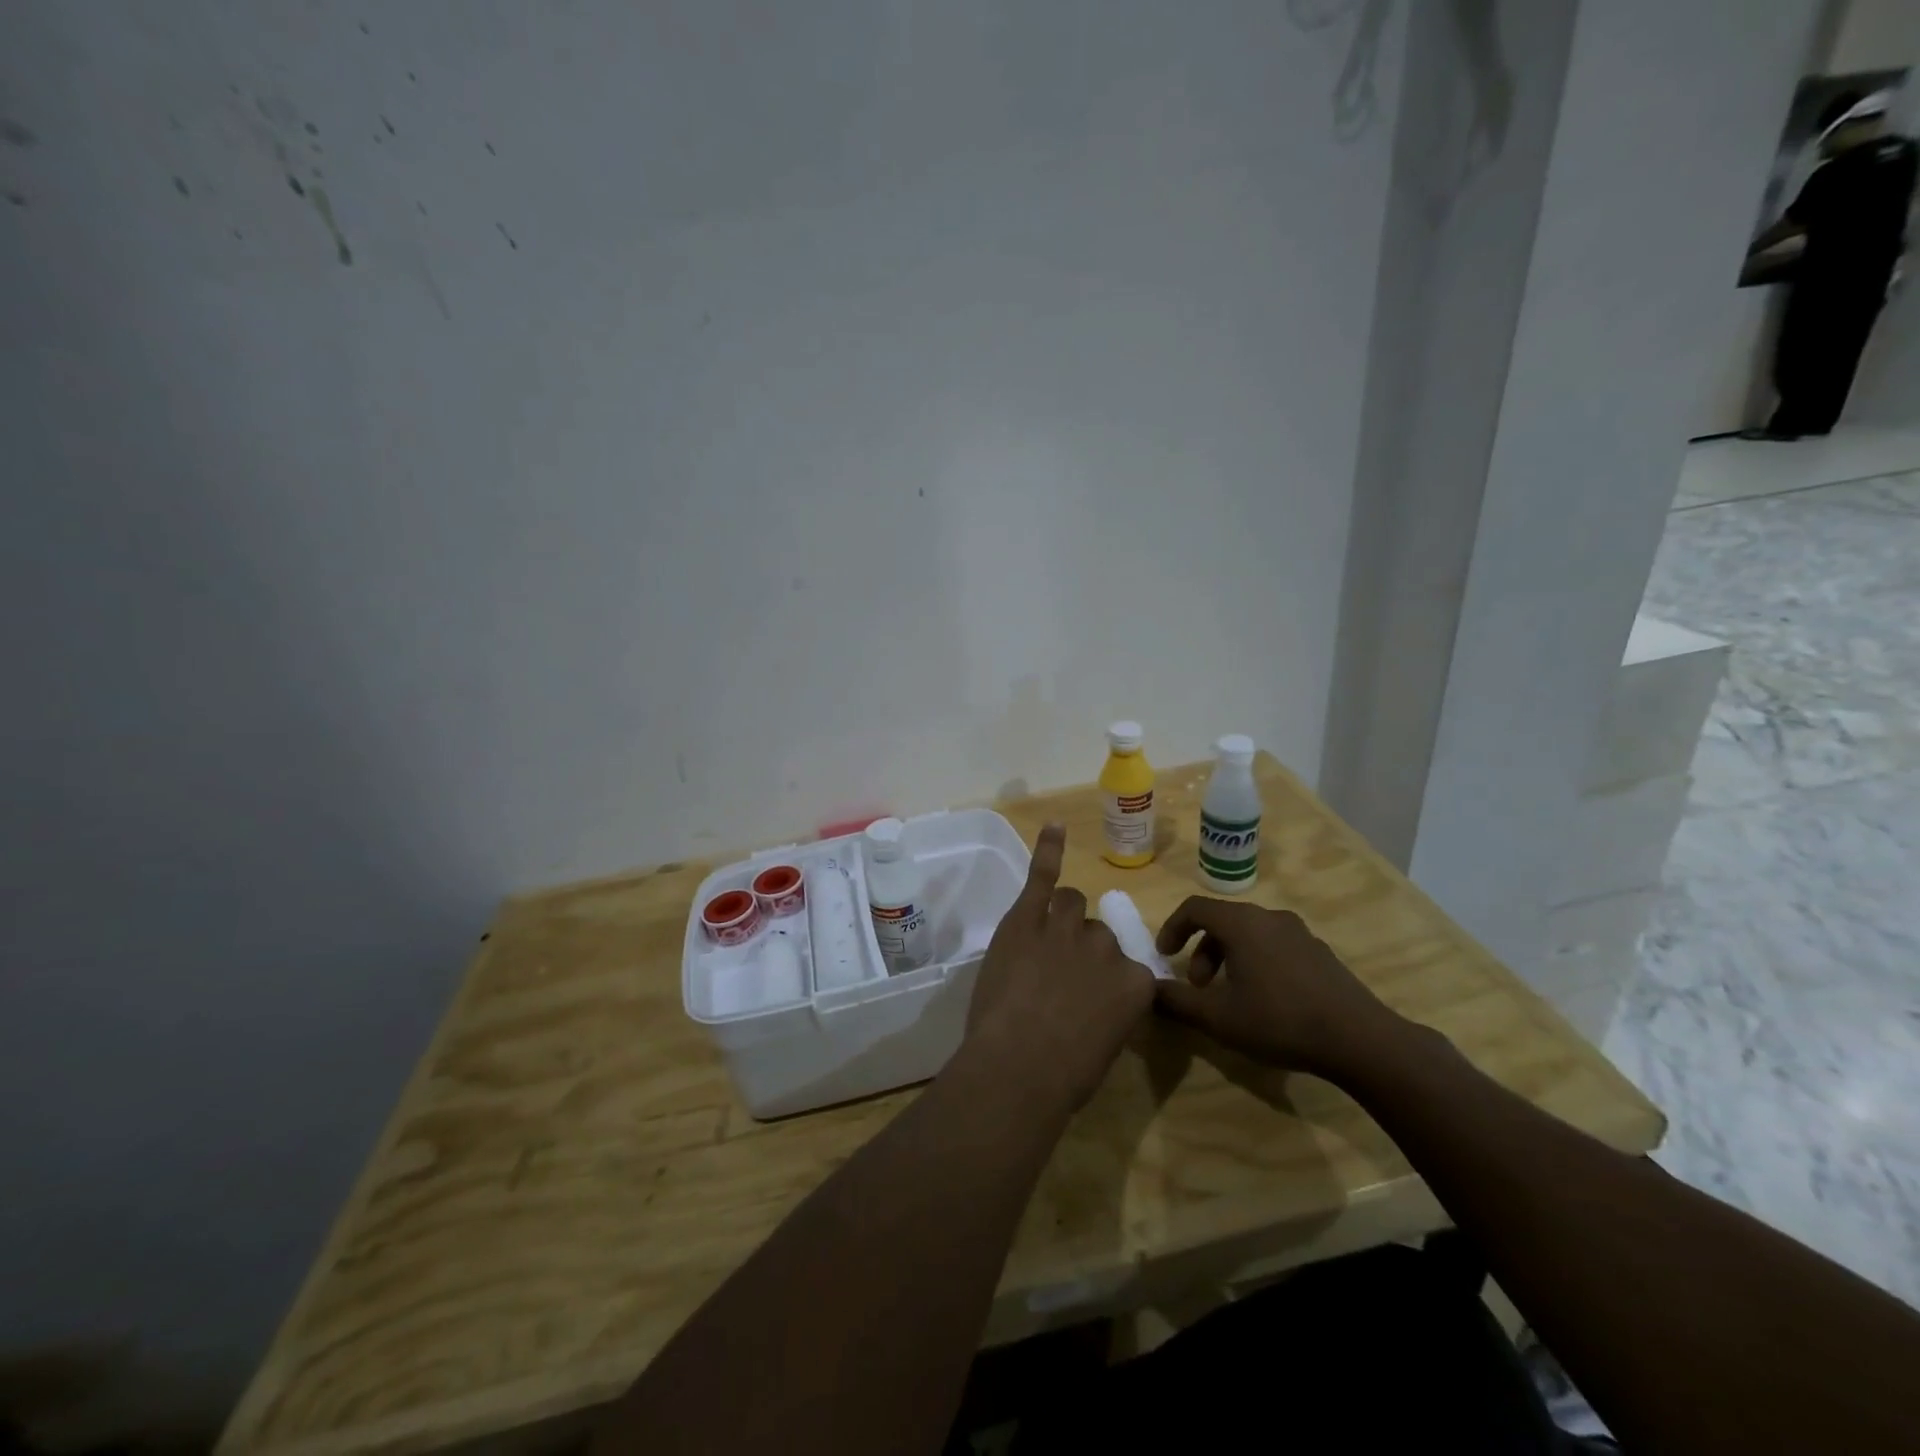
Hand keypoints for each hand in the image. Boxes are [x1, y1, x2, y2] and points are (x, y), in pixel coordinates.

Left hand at [964, 825, 1155, 1113]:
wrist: (1020, 1064)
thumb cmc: (1065, 1074)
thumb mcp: (1105, 1047)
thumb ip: (1108, 1012)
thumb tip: (1096, 1004)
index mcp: (1135, 984)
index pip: (1126, 968)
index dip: (1102, 983)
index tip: (1086, 1002)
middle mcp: (1107, 947)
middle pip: (1097, 933)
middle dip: (1079, 952)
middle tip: (1053, 982)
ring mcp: (1066, 927)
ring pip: (1070, 904)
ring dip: (1059, 917)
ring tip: (1039, 942)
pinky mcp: (1028, 917)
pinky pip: (1043, 875)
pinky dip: (1049, 849)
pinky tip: (1054, 827)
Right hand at [1153, 897, 1405, 1082]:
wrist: (1360, 1039)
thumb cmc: (1279, 1021)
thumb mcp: (1218, 1018)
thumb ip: (1178, 1002)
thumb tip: (1149, 990)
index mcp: (1242, 923)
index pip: (1194, 908)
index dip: (1172, 928)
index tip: (1164, 956)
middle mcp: (1269, 917)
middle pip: (1223, 922)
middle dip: (1201, 951)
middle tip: (1197, 986)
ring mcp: (1299, 933)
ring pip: (1250, 934)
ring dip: (1228, 958)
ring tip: (1229, 996)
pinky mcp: (1320, 952)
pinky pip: (1274, 946)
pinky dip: (1256, 962)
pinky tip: (1265, 1001)